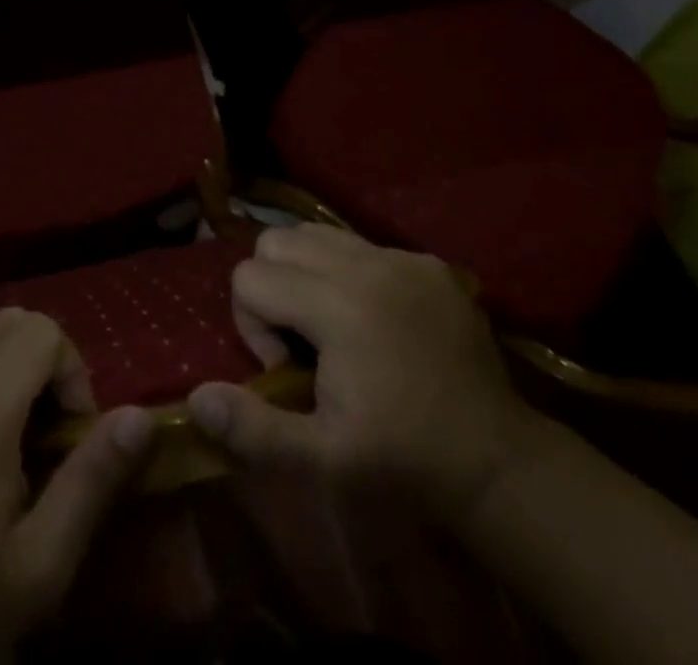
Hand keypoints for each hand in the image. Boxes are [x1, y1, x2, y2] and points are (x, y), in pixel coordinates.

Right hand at [188, 225, 540, 526]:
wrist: (500, 464)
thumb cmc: (404, 462)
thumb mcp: (323, 461)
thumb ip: (254, 429)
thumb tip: (197, 397)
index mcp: (336, 305)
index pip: (249, 277)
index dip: (252, 324)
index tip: (287, 369)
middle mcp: (366, 264)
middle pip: (276, 240)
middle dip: (272, 285)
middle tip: (302, 339)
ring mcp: (401, 257)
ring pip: (316, 233)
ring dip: (306, 271)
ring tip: (330, 323)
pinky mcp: (428, 262)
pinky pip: (363, 245)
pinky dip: (350, 272)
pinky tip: (375, 319)